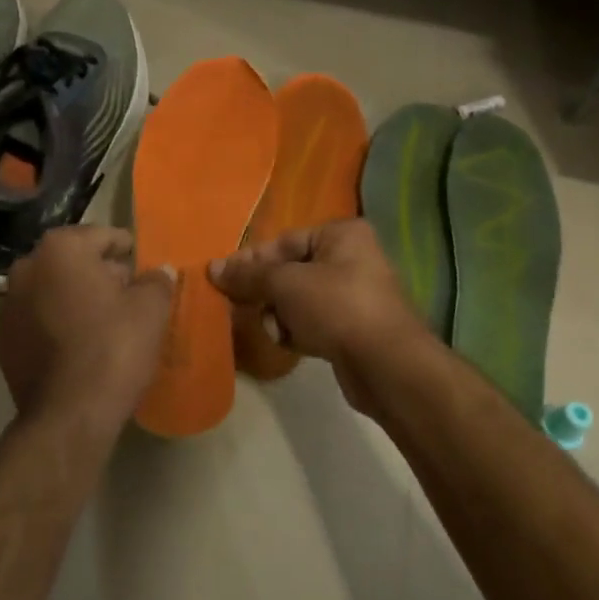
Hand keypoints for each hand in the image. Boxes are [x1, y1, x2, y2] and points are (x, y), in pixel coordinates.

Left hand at [0, 226, 174, 430]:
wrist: (68, 415)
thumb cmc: (113, 349)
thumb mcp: (150, 310)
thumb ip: (156, 282)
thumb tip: (158, 272)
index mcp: (61, 249)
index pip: (101, 235)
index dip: (125, 248)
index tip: (140, 262)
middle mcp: (27, 267)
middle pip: (73, 261)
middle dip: (99, 273)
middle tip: (128, 293)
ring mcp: (8, 305)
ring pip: (52, 289)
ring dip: (75, 297)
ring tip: (105, 321)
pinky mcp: (3, 340)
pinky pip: (38, 319)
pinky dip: (57, 323)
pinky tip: (79, 344)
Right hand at [209, 219, 429, 414]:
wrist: (386, 365)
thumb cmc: (336, 308)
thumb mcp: (285, 284)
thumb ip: (248, 275)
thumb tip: (213, 268)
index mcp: (341, 234)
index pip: (283, 241)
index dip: (250, 260)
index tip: (220, 279)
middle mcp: (351, 258)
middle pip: (289, 271)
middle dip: (266, 292)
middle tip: (241, 306)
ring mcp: (354, 295)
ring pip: (297, 299)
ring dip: (280, 315)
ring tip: (278, 330)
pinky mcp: (352, 328)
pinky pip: (312, 321)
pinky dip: (297, 331)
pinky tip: (292, 344)